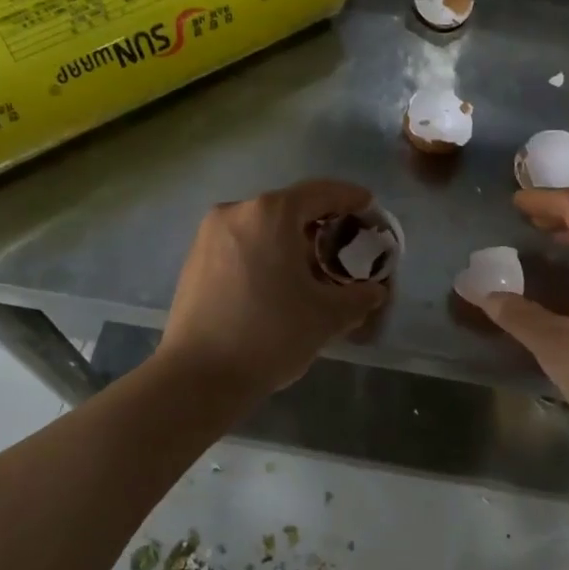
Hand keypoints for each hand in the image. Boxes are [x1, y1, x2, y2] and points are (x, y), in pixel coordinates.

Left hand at [157, 179, 388, 399]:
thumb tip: (373, 291)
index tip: (369, 206)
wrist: (198, 377)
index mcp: (271, 213)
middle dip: (320, 223)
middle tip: (346, 245)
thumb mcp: (327, 316)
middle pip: (290, 208)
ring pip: (263, 226)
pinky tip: (278, 283)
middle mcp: (237, 212)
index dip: (350, 197)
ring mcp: (210, 235)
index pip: (321, 192)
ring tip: (313, 269)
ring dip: (291, 241)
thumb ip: (359, 296)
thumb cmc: (270, 335)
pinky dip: (265, 253)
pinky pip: (242, 244)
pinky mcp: (195, 260)